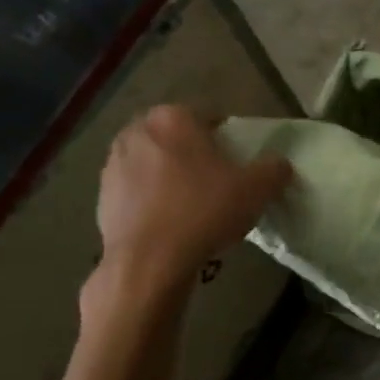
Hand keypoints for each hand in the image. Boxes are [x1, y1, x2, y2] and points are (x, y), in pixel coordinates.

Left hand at [93, 104, 291, 292]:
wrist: (149, 262)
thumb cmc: (204, 211)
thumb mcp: (257, 189)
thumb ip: (274, 168)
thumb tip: (278, 164)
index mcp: (172, 118)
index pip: (208, 117)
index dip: (227, 138)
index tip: (238, 163)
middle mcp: (136, 132)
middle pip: (176, 138)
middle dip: (194, 154)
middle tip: (217, 182)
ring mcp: (113, 165)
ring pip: (153, 163)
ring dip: (170, 177)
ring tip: (193, 206)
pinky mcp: (101, 197)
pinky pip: (136, 191)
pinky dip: (152, 201)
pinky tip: (171, 224)